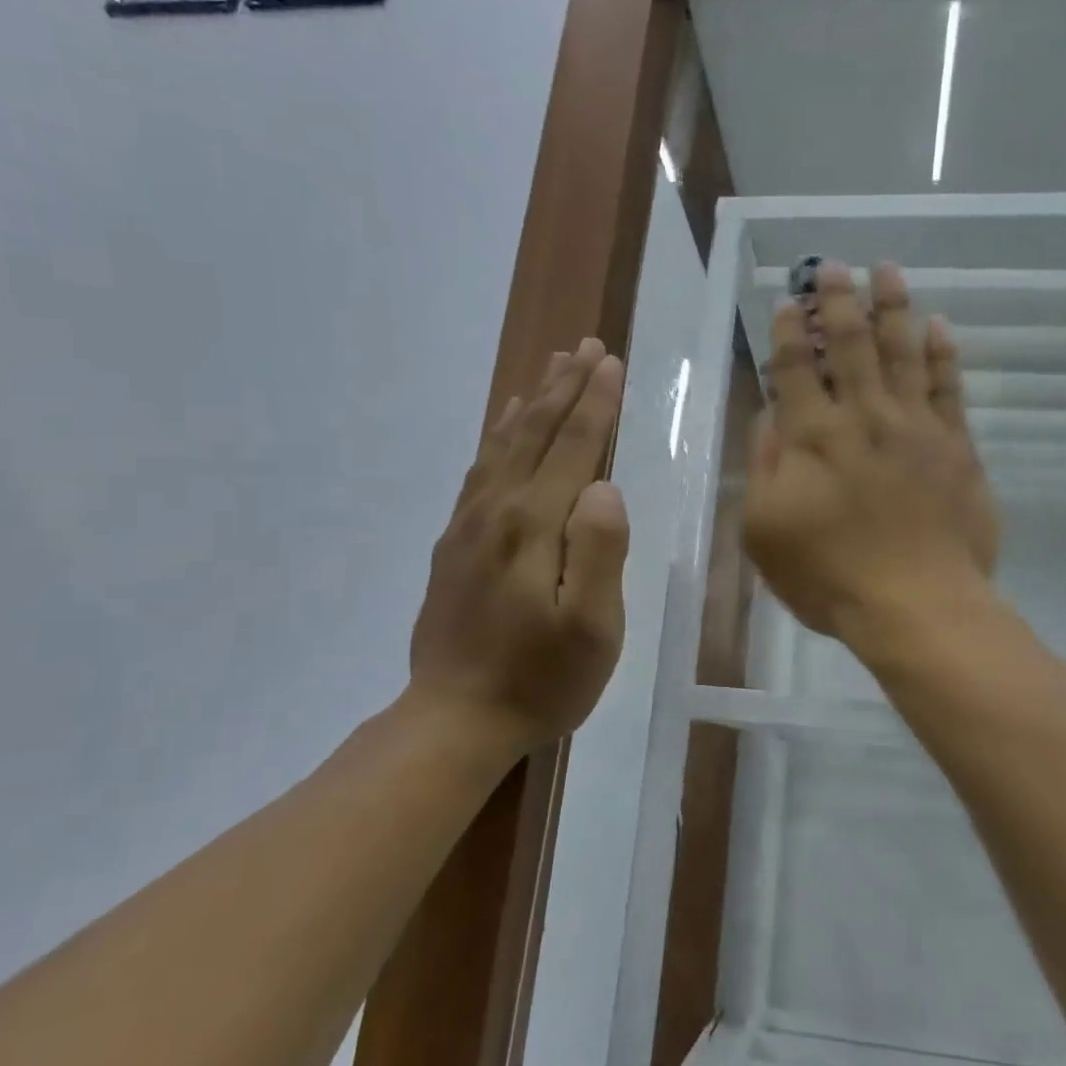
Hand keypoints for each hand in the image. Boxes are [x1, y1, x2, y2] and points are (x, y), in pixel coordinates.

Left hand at [409, 339, 629, 757]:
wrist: (454, 720)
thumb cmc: (541, 680)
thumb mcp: (593, 628)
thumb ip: (600, 552)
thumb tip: (605, 488)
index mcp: (535, 527)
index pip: (573, 448)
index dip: (596, 404)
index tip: (611, 362)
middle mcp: (498, 511)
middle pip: (536, 434)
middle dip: (565, 387)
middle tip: (586, 346)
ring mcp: (469, 526)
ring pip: (505, 445)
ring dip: (533, 402)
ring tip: (552, 368)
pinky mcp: (455, 544)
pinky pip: (480, 471)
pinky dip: (498, 437)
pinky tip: (507, 425)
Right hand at [744, 262, 998, 647]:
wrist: (917, 605)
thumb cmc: (830, 576)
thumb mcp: (766, 530)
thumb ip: (765, 465)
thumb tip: (769, 415)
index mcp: (813, 436)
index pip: (795, 368)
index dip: (787, 331)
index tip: (786, 300)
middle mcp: (863, 416)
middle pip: (848, 344)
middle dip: (836, 300)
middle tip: (833, 265)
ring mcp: (915, 426)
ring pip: (902, 351)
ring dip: (891, 307)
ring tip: (886, 270)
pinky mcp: (956, 445)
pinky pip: (949, 386)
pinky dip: (942, 353)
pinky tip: (938, 325)